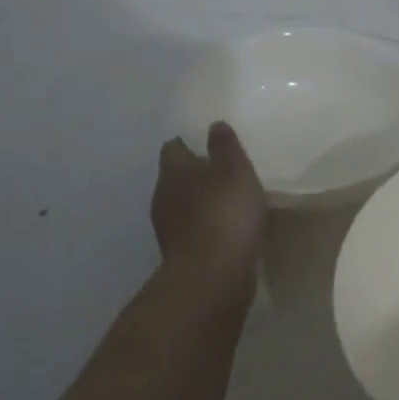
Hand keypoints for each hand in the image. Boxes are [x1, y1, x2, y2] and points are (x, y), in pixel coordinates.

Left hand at [153, 123, 265, 288]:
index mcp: (174, 172)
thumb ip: (225, 147)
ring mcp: (169, 229)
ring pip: (183, 206)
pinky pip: (194, 232)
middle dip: (194, 175)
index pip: (173, 149)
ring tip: (227, 202)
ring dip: (201, 203)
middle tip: (220, 172)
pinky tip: (227, 230)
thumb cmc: (225, 212)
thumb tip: (214, 125)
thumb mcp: (235, 170)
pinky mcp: (181, 255)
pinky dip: (207, 227)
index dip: (187, 144)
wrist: (213, 275)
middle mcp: (163, 197)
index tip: (204, 144)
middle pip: (175, 179)